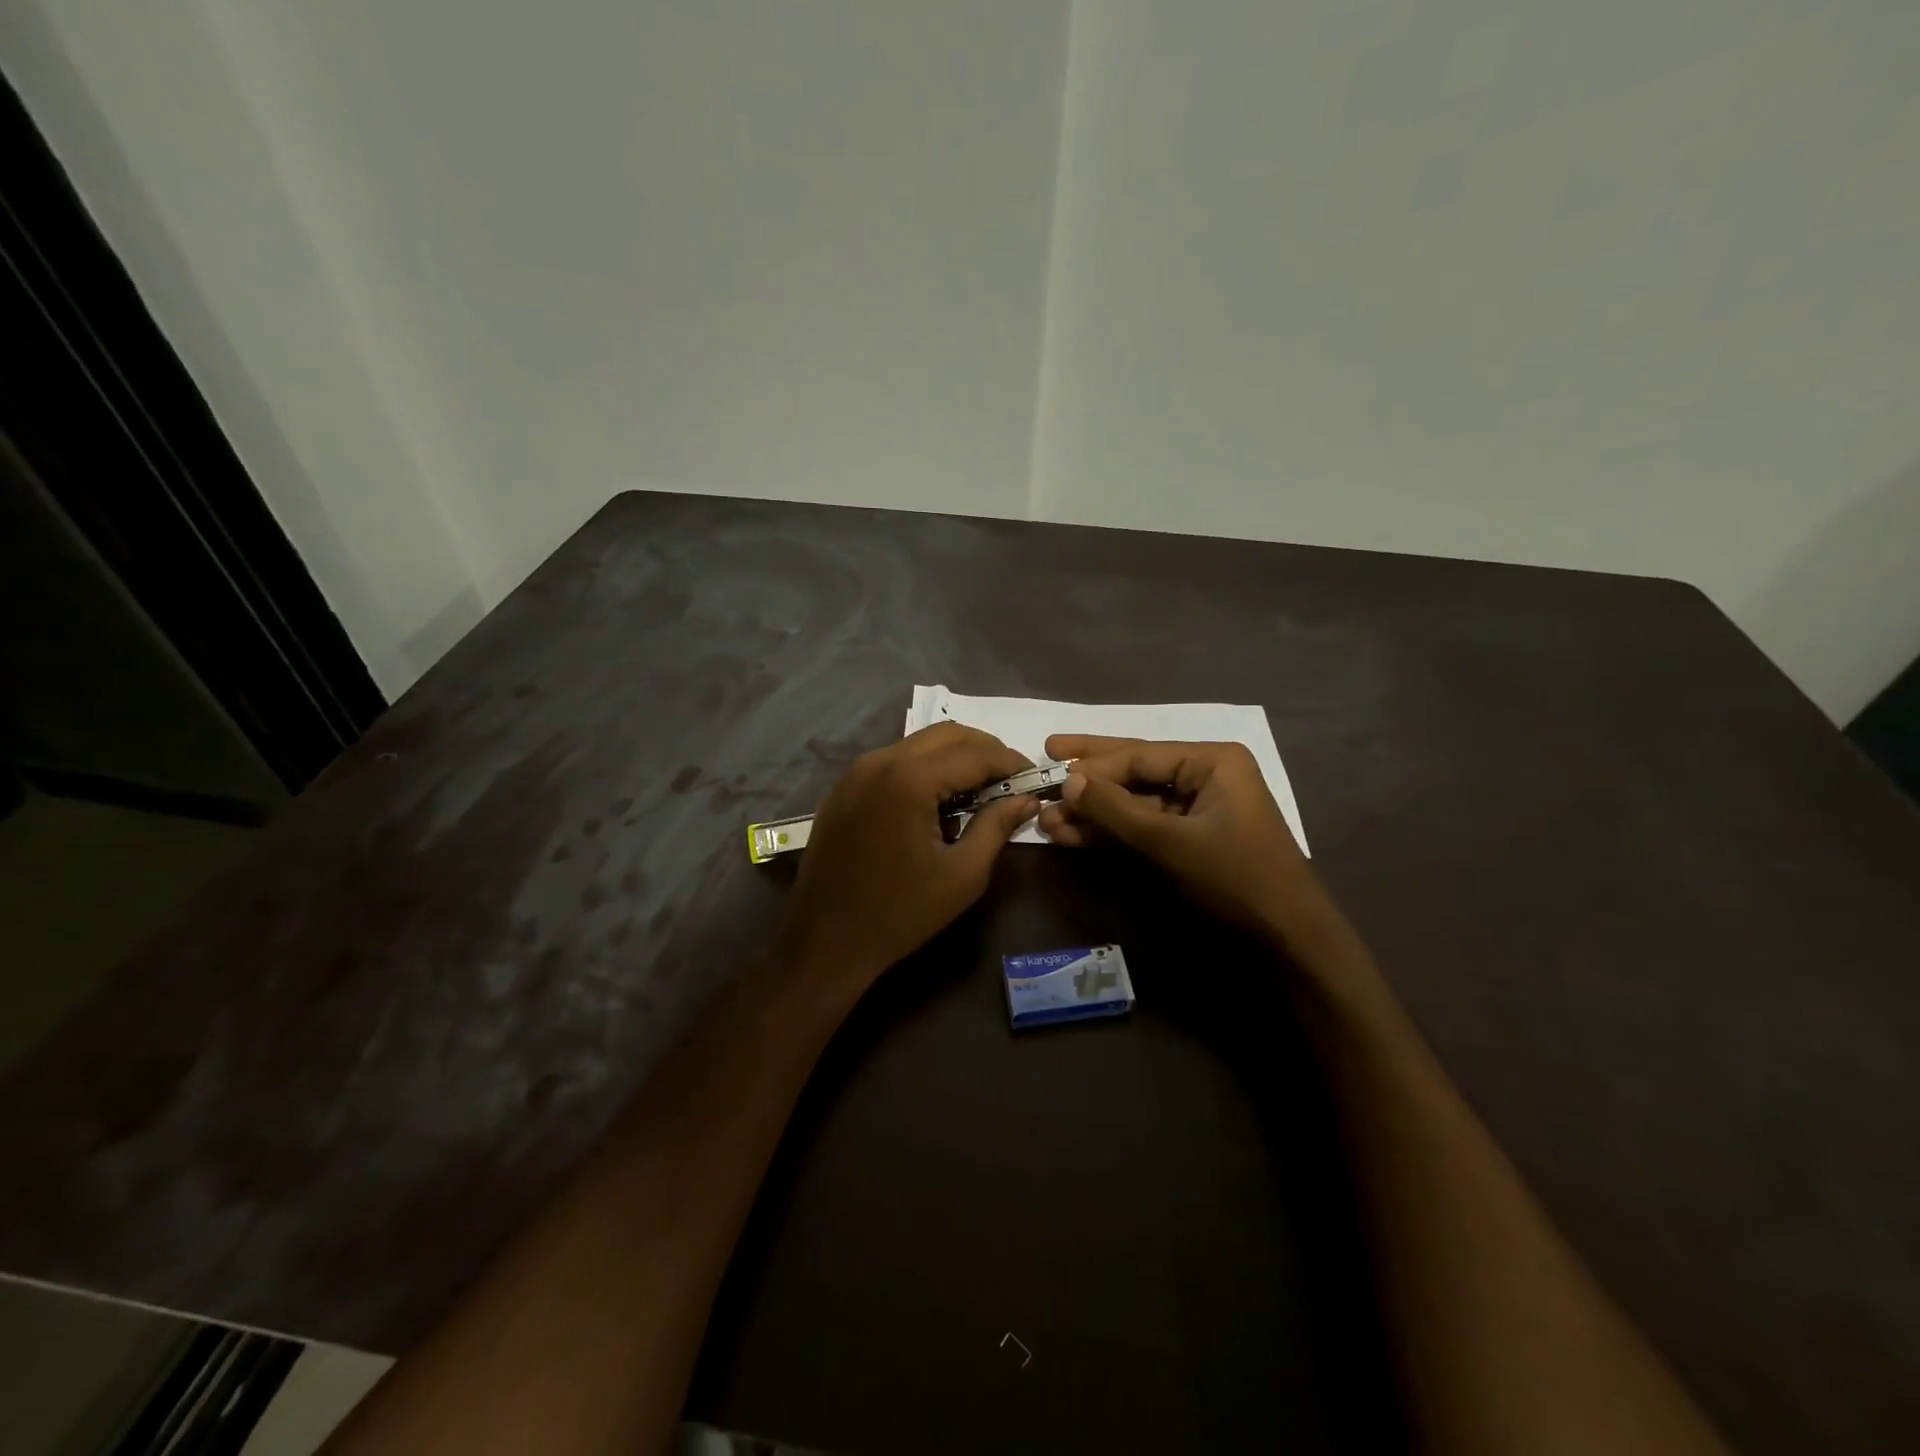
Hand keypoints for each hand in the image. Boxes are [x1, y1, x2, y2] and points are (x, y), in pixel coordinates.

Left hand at [779, 723, 1039, 995]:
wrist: (825, 940)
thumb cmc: (900, 913)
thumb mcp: (962, 875)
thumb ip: (997, 827)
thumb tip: (1026, 799)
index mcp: (910, 780)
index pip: (975, 753)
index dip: (1010, 762)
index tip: (1034, 778)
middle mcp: (880, 761)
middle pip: (946, 735)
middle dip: (984, 750)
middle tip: (1009, 781)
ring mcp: (856, 772)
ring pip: (918, 744)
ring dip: (954, 758)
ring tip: (977, 792)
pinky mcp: (843, 787)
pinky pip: (893, 761)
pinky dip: (923, 768)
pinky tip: (935, 802)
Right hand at [1037, 735, 1320, 941]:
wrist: (1287, 939)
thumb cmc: (1234, 878)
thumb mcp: (1169, 841)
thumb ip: (1115, 809)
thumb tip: (1067, 781)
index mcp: (1212, 761)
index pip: (1139, 754)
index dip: (1091, 765)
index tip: (1049, 770)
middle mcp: (1205, 775)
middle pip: (1134, 769)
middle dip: (1089, 773)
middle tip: (1044, 754)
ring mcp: (1198, 809)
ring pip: (1134, 802)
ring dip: (1093, 811)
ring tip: (1046, 817)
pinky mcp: (1189, 839)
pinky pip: (1143, 827)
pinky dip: (1111, 833)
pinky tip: (1072, 835)